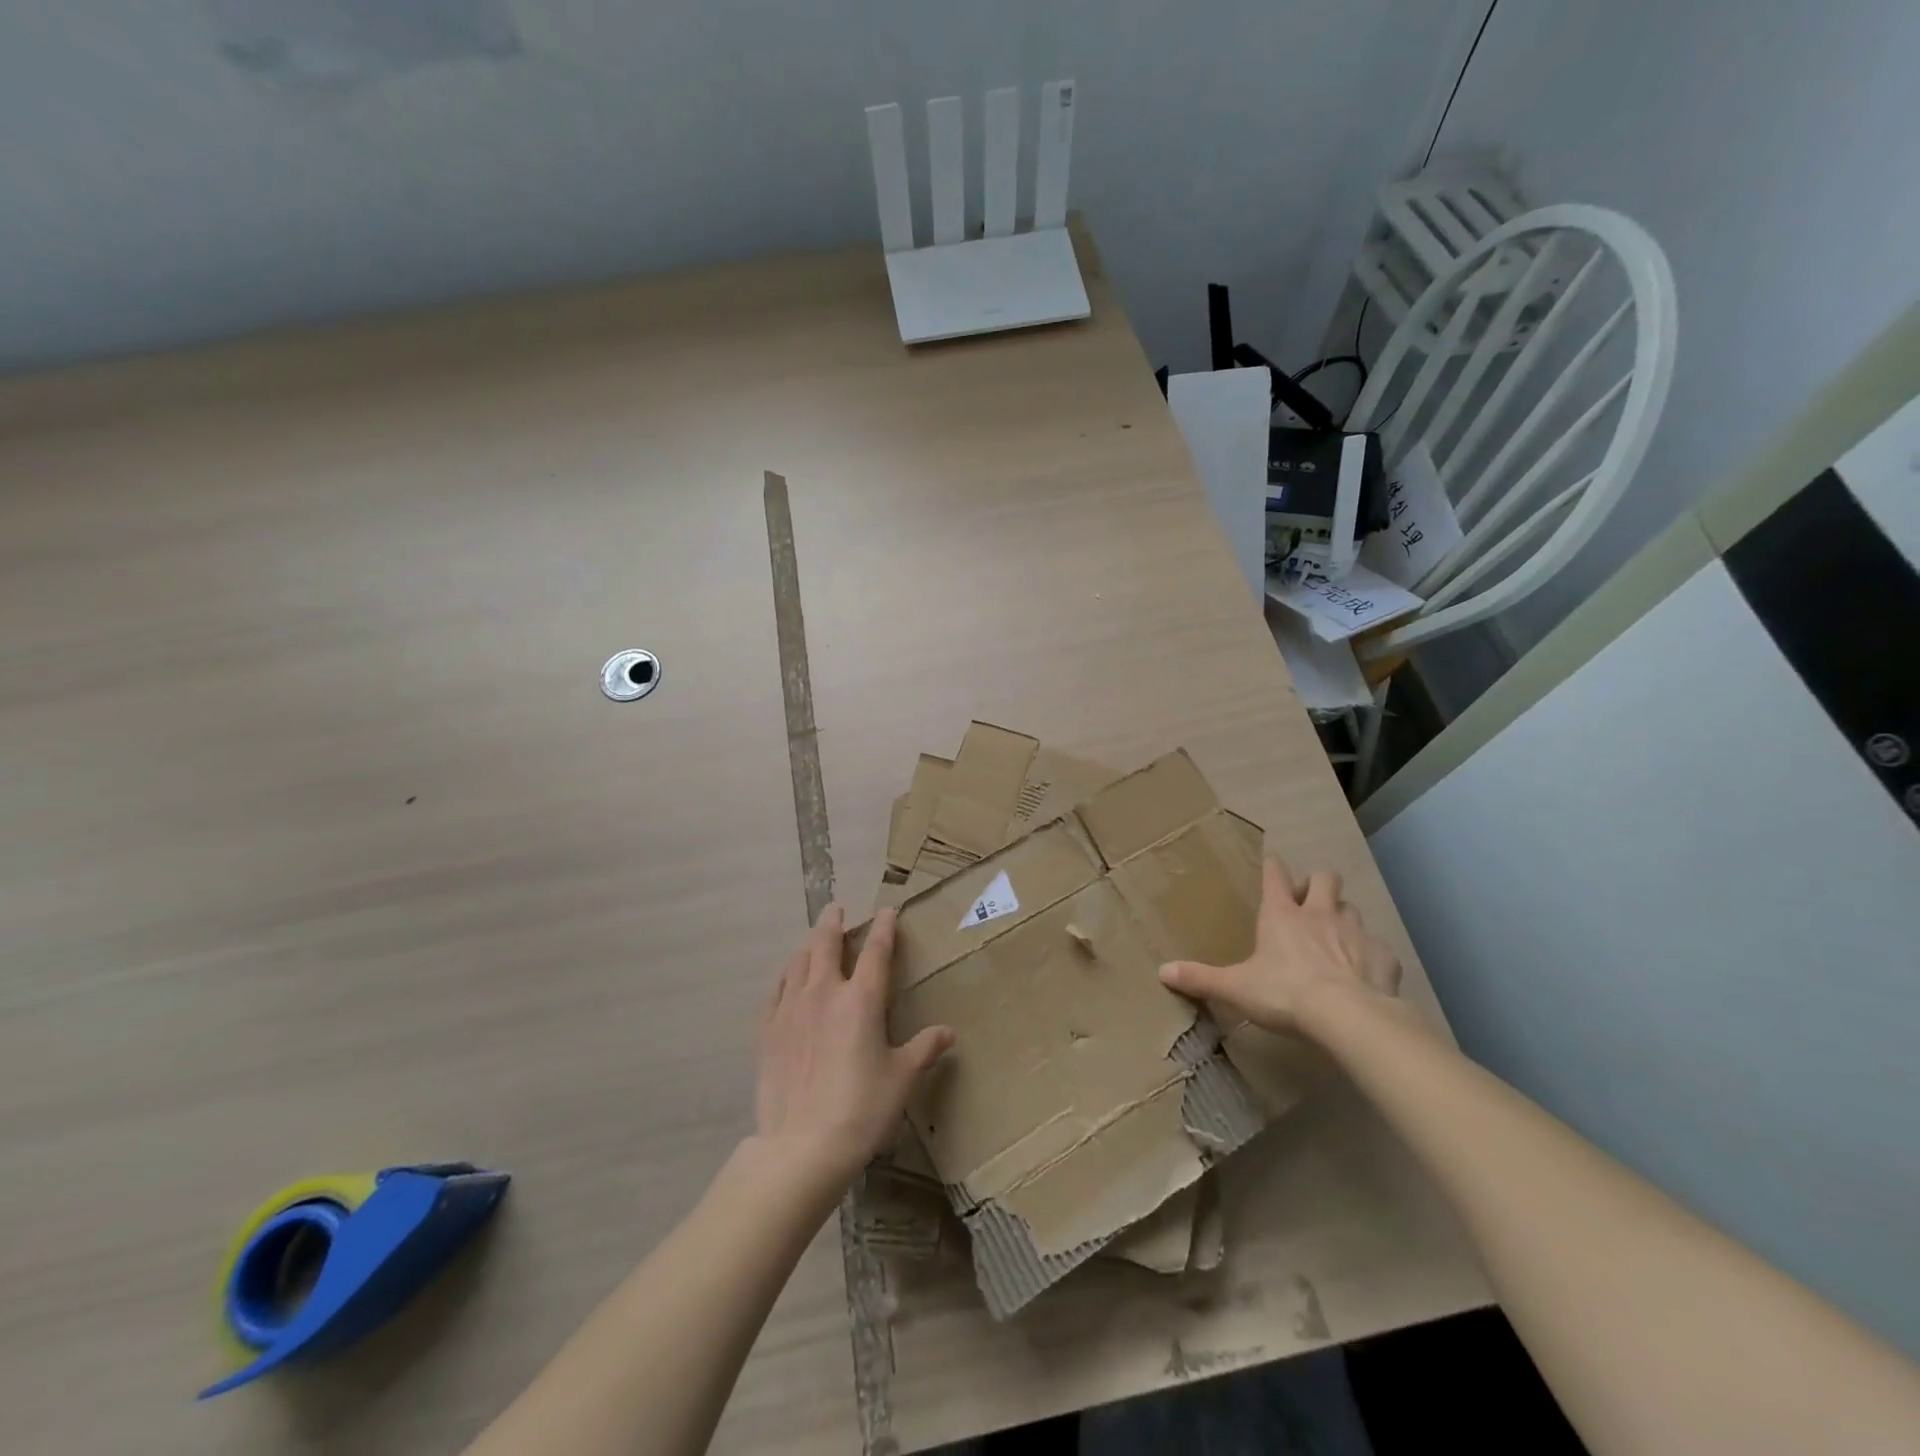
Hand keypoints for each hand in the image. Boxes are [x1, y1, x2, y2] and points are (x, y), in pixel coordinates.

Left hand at [753, 904, 953, 1190]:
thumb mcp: (901, 1079)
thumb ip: (923, 1049)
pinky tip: (787, 978)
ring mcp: (791, 1009)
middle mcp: (824, 993)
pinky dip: (785, 976)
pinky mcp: (768, 1030)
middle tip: (836, 908)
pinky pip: (776, 990)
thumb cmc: (862, 1109)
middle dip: (833, 922)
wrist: (802, 1146)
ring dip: (809, 945)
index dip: (883, 928)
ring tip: (814, 940)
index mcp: (861, 1000)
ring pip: (798, 962)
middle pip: (827, 944)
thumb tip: (948, 1033)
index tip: (886, 911)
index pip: (876, 951)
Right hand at [1158, 857, 1400, 1033]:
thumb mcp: (1236, 987)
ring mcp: (1356, 933)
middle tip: (1309, 901)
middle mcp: (1320, 914)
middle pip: (1325, 878)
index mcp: (1281, 915)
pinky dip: (1372, 956)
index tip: (1272, 862)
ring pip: (1353, 909)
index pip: (1275, 876)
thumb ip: (1201, 978)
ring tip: (1336, 936)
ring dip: (1344, 917)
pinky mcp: (1383, 957)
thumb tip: (1162, 971)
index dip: (1273, 867)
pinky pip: (1379, 948)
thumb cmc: (1284, 993)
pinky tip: (1366, 972)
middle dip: (1317, 883)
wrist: (1348, 1017)